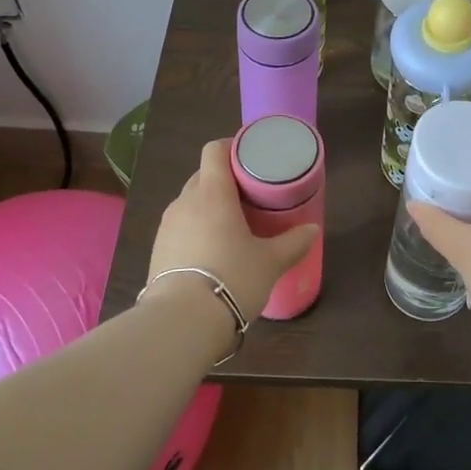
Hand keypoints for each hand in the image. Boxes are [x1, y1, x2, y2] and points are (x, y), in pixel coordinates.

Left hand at [145, 139, 318, 322]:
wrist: (181, 322)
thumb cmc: (231, 277)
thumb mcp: (270, 262)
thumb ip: (293, 242)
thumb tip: (312, 229)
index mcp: (212, 192)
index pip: (214, 150)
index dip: (232, 147)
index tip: (251, 157)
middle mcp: (185, 202)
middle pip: (203, 175)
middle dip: (224, 180)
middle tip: (249, 195)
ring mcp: (167, 226)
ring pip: (190, 202)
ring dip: (209, 206)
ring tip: (232, 224)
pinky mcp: (157, 250)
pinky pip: (180, 227)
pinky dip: (196, 229)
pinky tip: (212, 251)